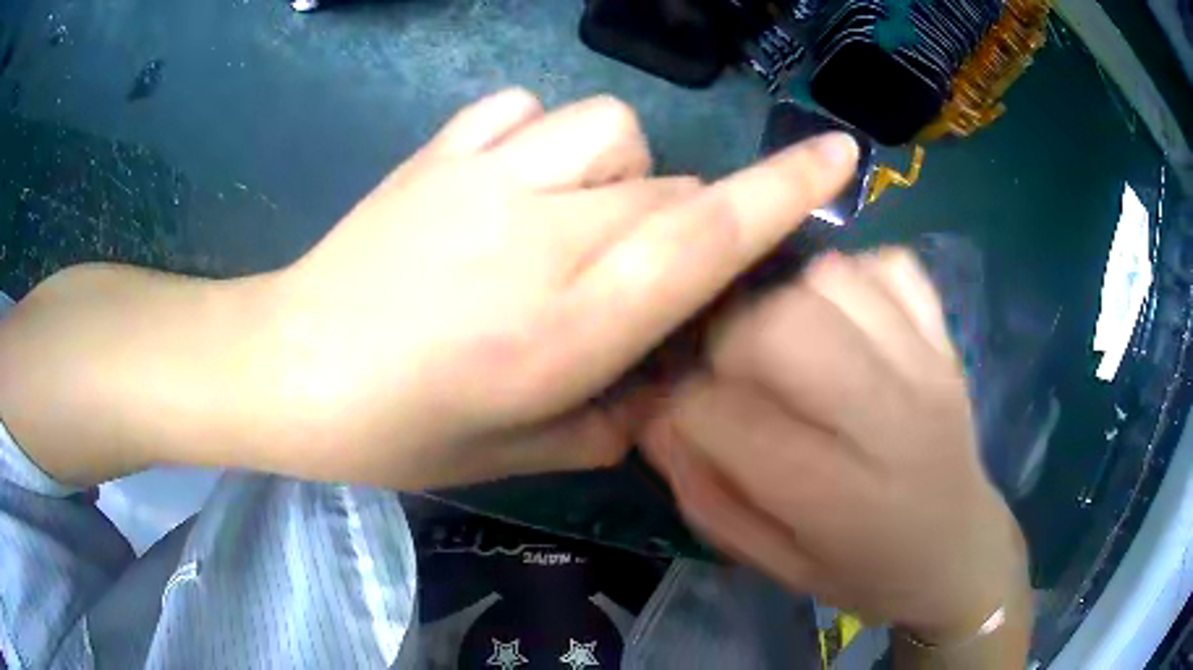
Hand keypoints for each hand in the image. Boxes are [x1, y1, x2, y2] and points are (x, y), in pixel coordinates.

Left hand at [245, 89, 859, 488]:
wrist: (290, 368)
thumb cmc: (396, 431)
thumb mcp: (514, 455)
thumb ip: (610, 422)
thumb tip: (665, 384)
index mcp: (571, 328)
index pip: (710, 237)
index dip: (787, 189)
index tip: (839, 153)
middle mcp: (544, 236)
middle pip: (672, 190)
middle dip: (682, 224)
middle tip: (626, 270)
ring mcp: (486, 178)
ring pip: (612, 129)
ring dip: (619, 170)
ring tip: (566, 214)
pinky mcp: (438, 152)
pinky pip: (526, 107)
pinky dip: (540, 135)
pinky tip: (508, 178)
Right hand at [639, 250, 1028, 641]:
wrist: (960, 553)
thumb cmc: (865, 573)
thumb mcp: (776, 566)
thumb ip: (708, 498)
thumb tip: (654, 419)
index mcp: (835, 497)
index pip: (721, 415)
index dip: (681, 409)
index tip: (683, 419)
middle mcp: (887, 420)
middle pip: (780, 323)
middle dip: (729, 339)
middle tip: (735, 372)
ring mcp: (926, 366)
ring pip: (830, 279)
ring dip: (786, 300)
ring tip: (789, 343)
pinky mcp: (945, 339)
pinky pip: (890, 266)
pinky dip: (853, 278)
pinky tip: (845, 320)